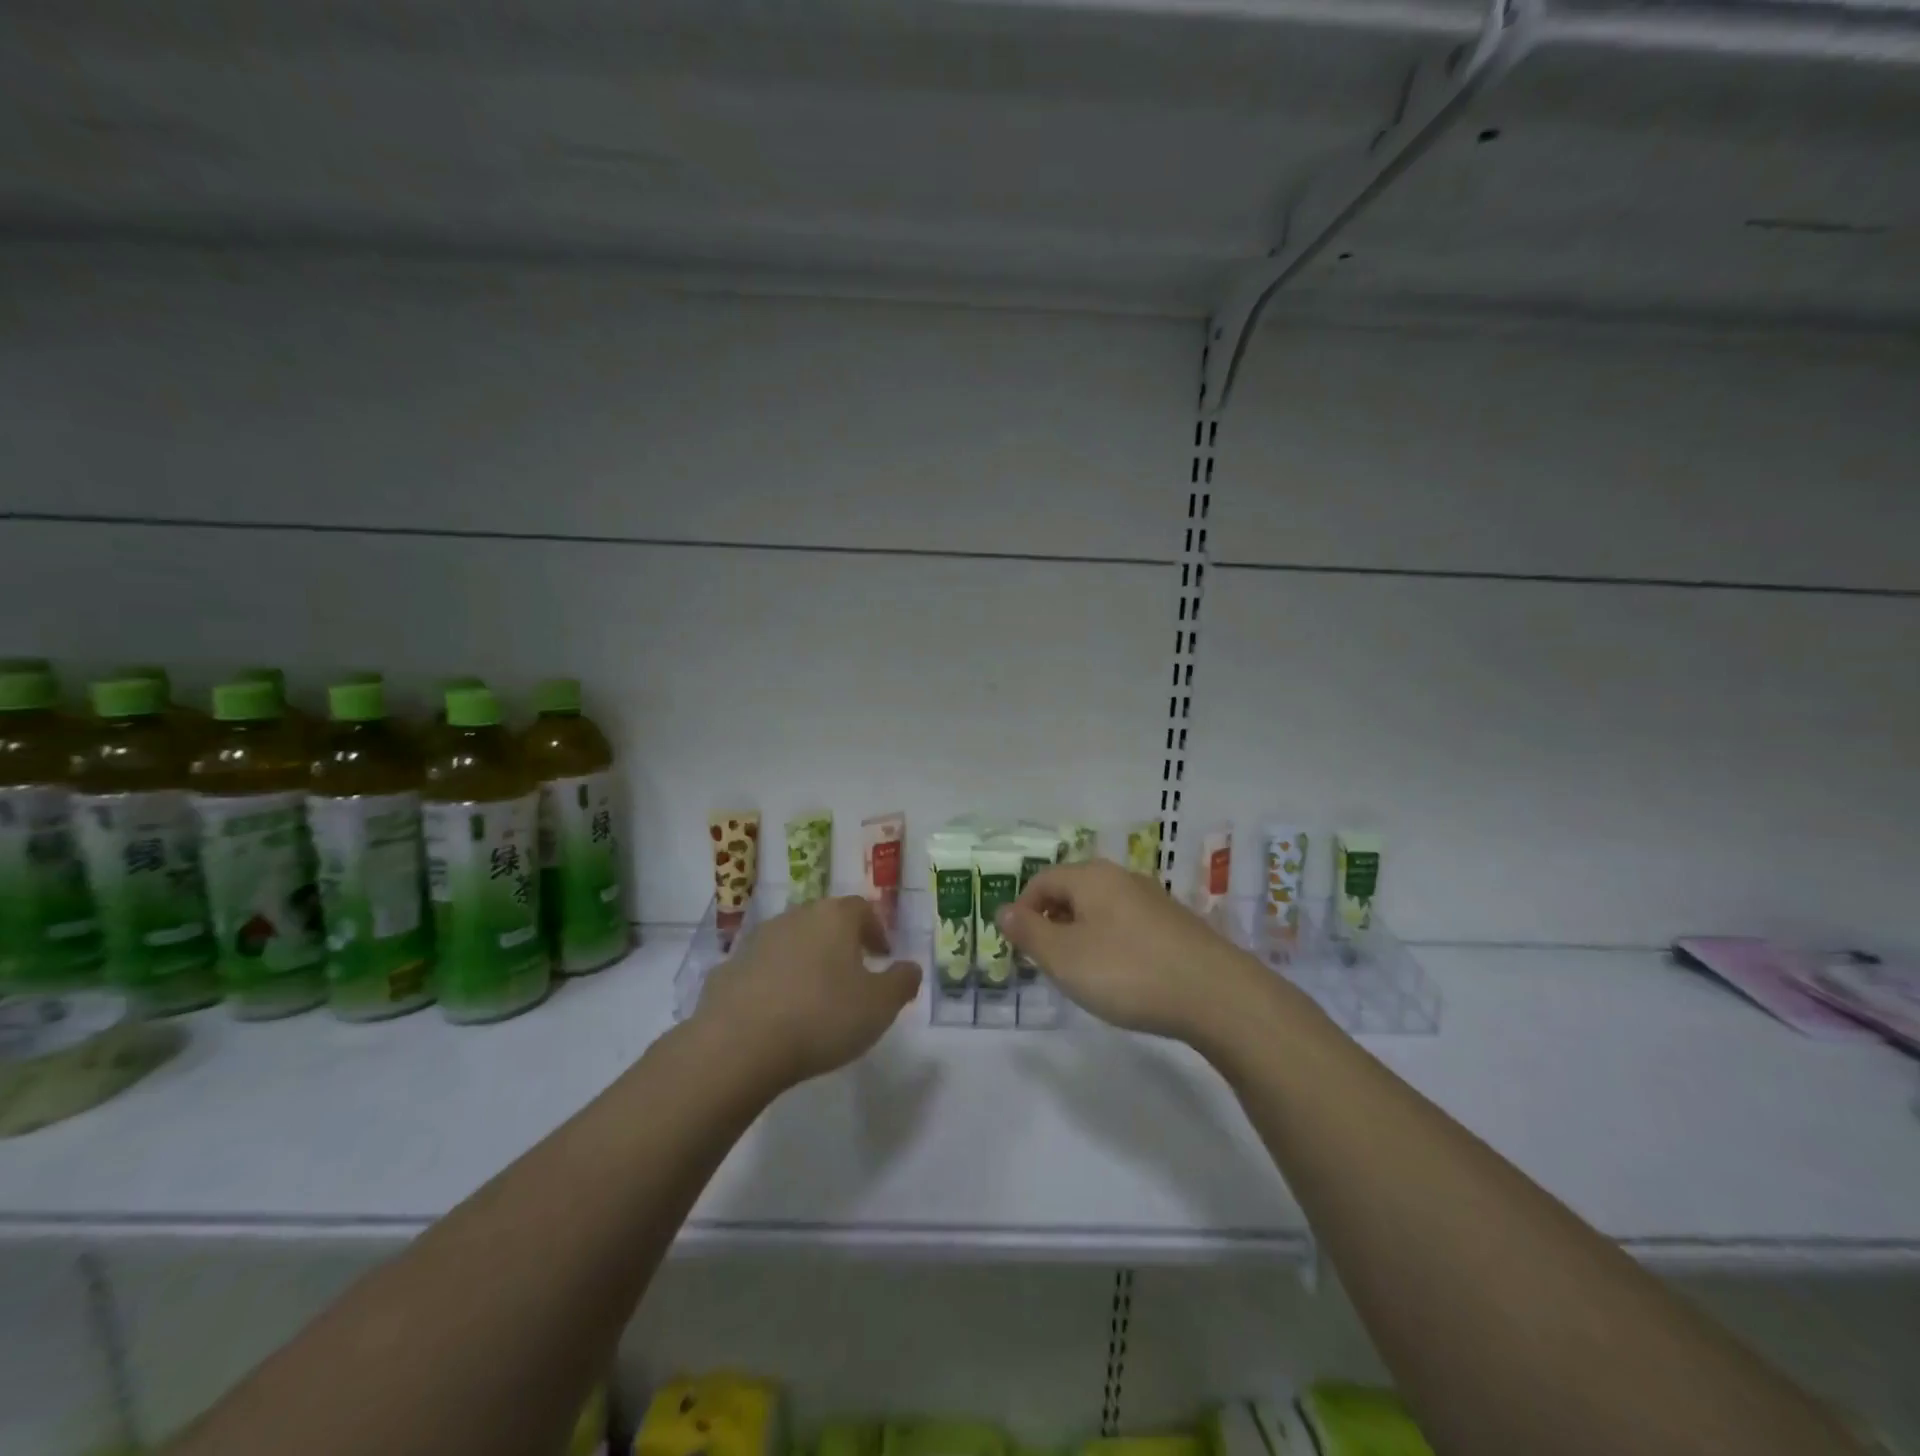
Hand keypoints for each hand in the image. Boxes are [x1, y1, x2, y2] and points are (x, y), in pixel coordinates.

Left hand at [696, 896, 921, 1089]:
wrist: (739, 1045)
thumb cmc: (822, 1017)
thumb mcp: (880, 1006)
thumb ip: (902, 982)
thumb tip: (910, 968)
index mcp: (835, 917)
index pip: (862, 909)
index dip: (876, 930)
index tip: (883, 956)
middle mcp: (795, 917)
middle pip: (825, 921)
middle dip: (840, 942)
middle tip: (852, 973)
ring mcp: (757, 940)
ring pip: (791, 942)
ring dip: (805, 960)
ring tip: (814, 995)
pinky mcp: (728, 968)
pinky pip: (761, 969)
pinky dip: (773, 982)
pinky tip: (777, 1013)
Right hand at [998, 859, 1269, 1045]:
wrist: (1216, 995)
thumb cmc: (1127, 971)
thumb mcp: (1064, 957)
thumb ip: (1029, 933)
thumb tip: (1003, 910)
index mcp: (1092, 877)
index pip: (1043, 880)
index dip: (1023, 910)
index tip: (1019, 947)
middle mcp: (1122, 878)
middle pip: (1073, 891)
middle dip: (1052, 923)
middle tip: (1047, 963)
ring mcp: (1154, 900)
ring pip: (1102, 909)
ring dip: (1082, 935)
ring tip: (1082, 973)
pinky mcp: (1176, 926)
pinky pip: (1128, 926)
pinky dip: (1112, 945)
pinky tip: (1122, 977)